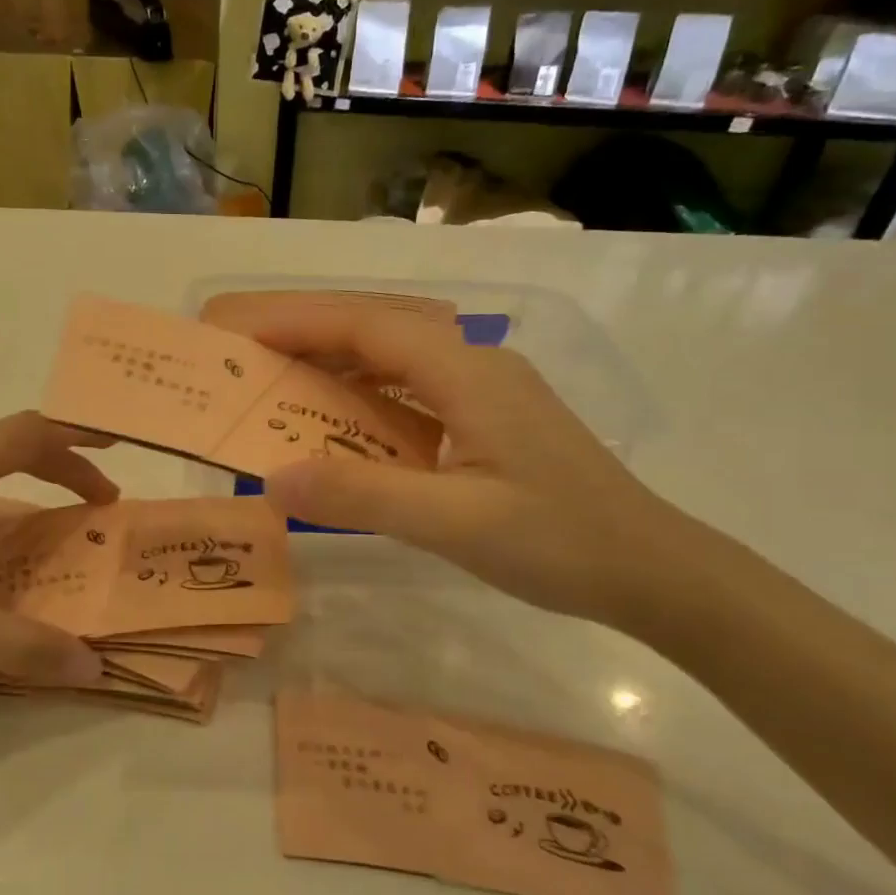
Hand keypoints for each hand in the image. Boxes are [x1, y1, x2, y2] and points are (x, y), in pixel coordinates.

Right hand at [237, 302, 695, 627]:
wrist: (653, 570)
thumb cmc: (558, 542)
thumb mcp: (453, 524)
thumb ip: (361, 498)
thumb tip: (272, 478)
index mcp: (468, 374)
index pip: (368, 329)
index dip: (300, 324)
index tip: (242, 333)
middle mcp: (476, 366)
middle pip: (380, 335)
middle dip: (311, 339)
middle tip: (250, 357)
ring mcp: (489, 391)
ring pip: (398, 363)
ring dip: (339, 368)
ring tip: (283, 386)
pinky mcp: (494, 419)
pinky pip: (416, 393)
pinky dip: (369, 400)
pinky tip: (347, 425)